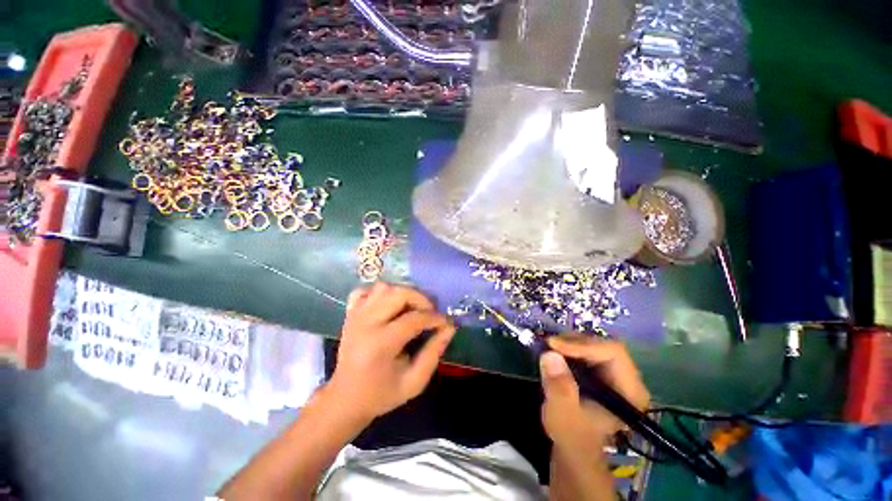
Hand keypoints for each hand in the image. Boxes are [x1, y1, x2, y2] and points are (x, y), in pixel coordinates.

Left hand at [326, 282, 455, 421]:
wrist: (345, 399)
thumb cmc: (381, 394)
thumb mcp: (414, 382)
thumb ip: (434, 353)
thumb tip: (449, 328)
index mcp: (380, 344)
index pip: (414, 319)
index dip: (435, 318)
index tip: (446, 322)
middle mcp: (366, 323)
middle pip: (398, 293)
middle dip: (421, 299)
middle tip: (430, 312)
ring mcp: (355, 315)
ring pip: (384, 287)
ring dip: (403, 294)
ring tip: (412, 308)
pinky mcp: (350, 313)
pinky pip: (366, 290)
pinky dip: (380, 293)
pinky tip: (389, 305)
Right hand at [540, 337, 649, 457]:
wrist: (574, 448)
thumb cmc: (573, 437)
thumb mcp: (563, 415)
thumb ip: (560, 388)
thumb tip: (550, 355)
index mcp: (630, 392)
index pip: (613, 353)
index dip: (583, 345)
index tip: (554, 346)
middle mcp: (627, 379)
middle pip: (603, 345)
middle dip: (574, 342)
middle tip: (549, 344)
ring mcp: (614, 374)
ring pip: (594, 344)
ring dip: (569, 343)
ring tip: (549, 348)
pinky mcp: (600, 372)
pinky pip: (586, 349)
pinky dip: (568, 348)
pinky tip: (554, 352)